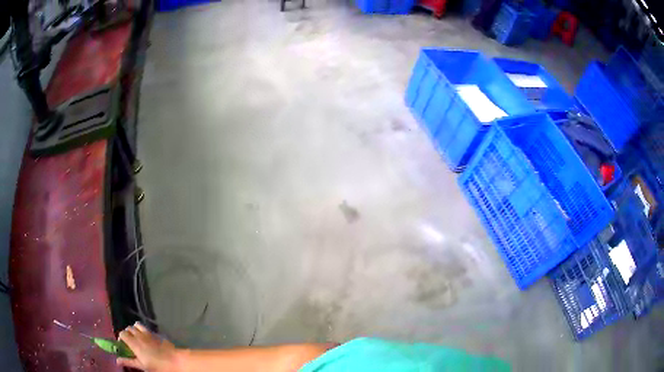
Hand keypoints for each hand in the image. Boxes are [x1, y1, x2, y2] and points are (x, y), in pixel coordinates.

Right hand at [117, 323, 179, 371]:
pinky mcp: (156, 333)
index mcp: (134, 342)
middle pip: (128, 328)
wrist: (175, 361)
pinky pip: (146, 328)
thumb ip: (128, 361)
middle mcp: (139, 335)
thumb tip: (117, 360)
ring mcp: (148, 333)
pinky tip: (147, 339)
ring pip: (136, 325)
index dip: (121, 337)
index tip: (123, 345)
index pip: (122, 333)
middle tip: (130, 343)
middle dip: (127, 333)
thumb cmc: (157, 366)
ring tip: (137, 339)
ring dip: (135, 330)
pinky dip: (143, 331)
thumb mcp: (142, 366)